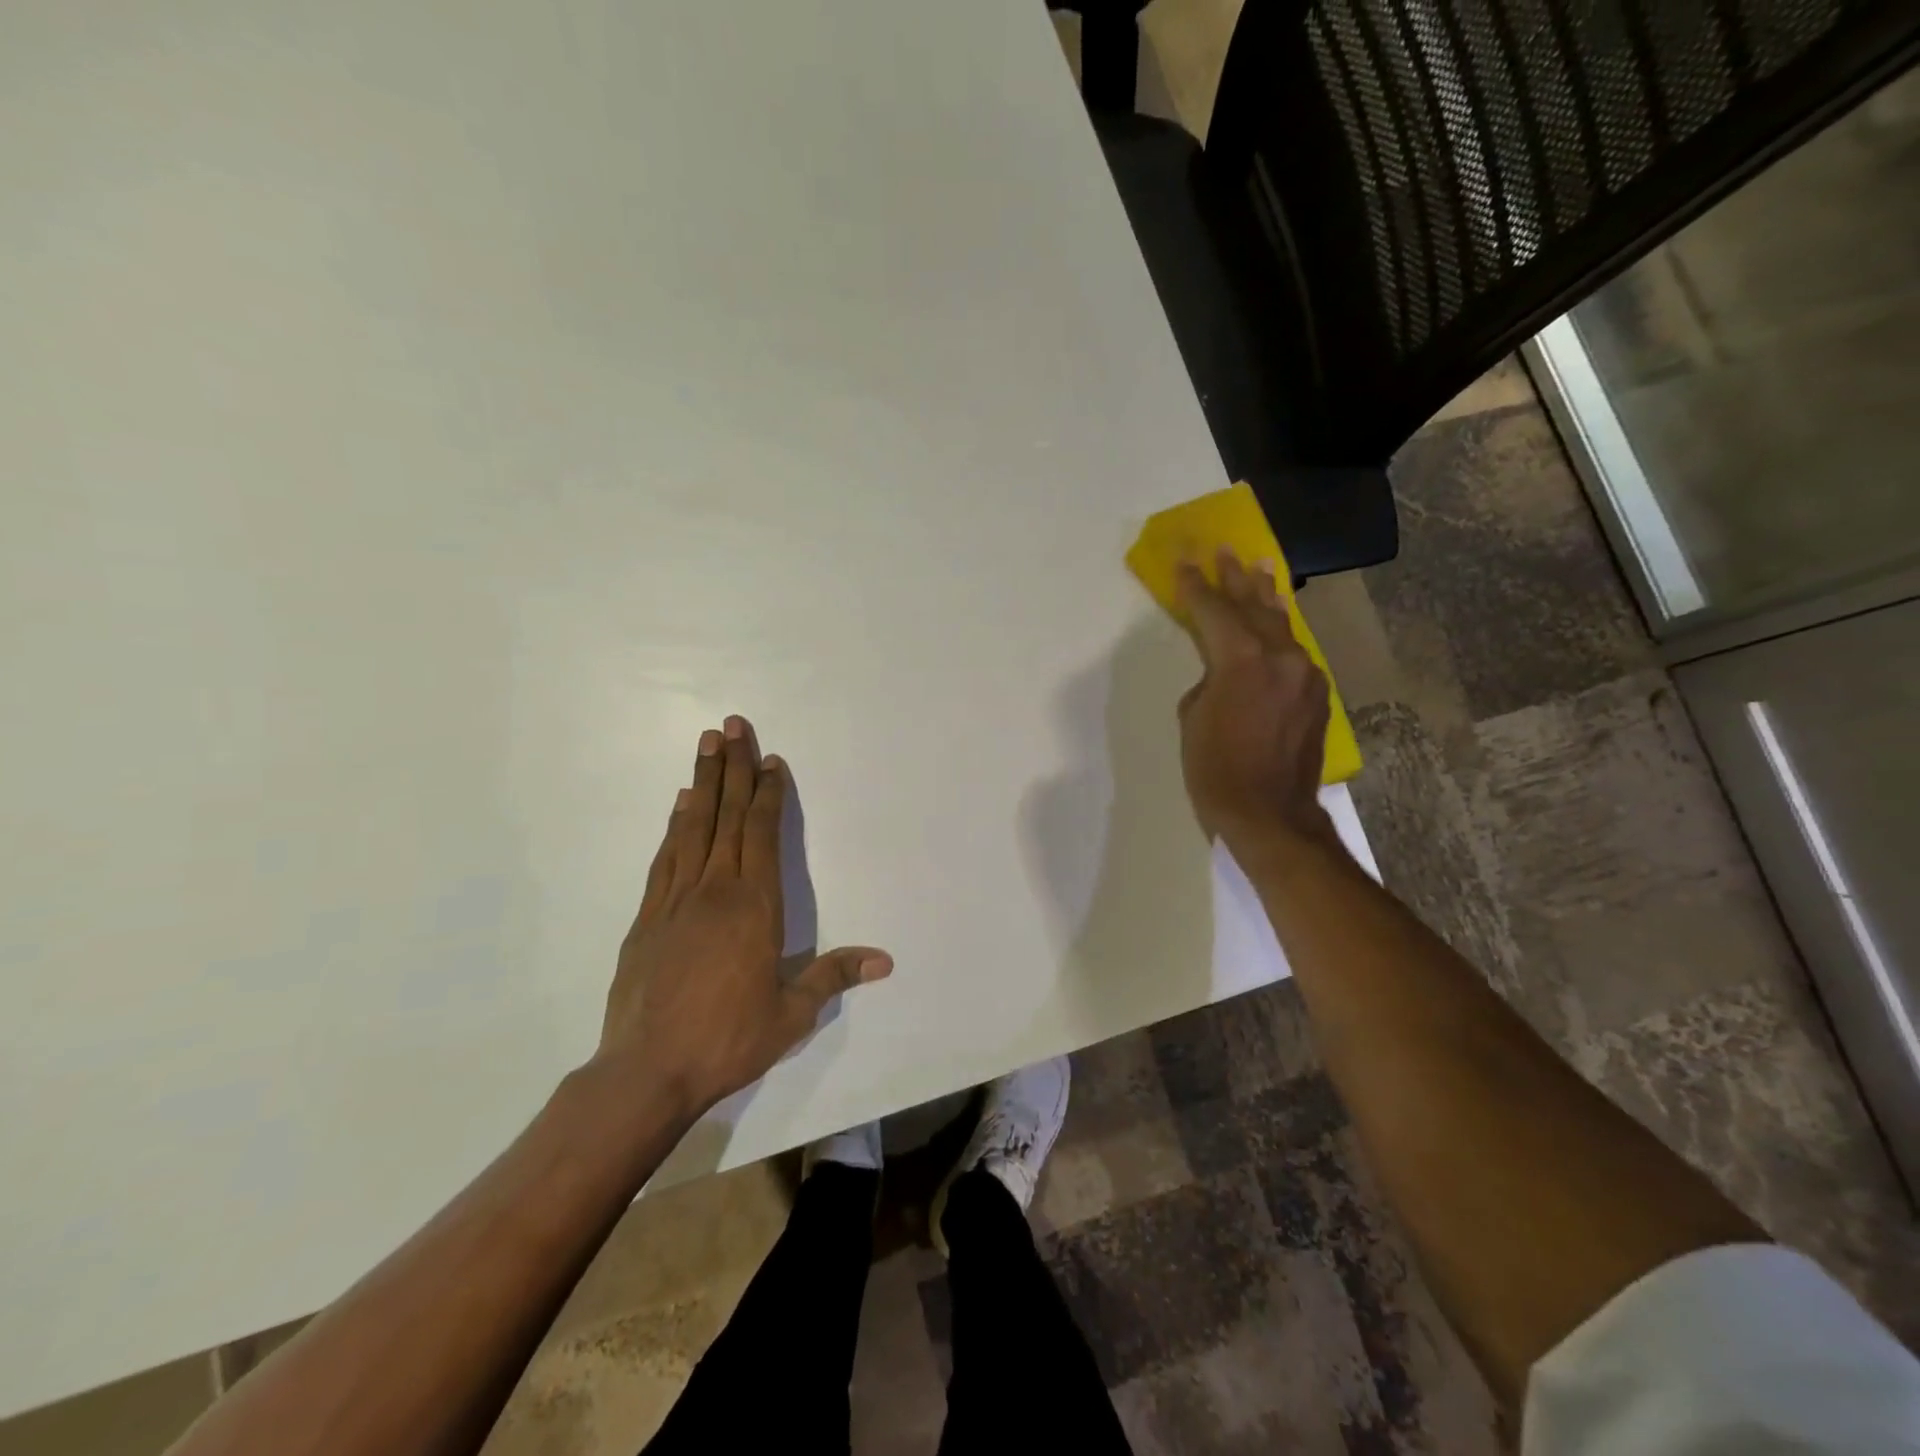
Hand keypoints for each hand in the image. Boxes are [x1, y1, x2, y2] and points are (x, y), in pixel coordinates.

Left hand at [594, 716, 891, 1120]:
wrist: (647, 1071)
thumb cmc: (727, 1040)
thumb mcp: (791, 1014)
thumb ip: (833, 977)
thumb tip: (885, 961)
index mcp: (755, 907)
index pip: (763, 835)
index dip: (768, 794)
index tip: (771, 760)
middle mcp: (716, 891)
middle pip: (727, 816)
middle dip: (733, 768)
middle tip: (732, 725)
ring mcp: (676, 900)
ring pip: (693, 827)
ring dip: (702, 782)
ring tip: (706, 745)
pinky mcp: (647, 917)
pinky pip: (666, 858)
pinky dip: (675, 825)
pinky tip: (680, 804)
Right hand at [1176, 551, 1335, 849]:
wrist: (1270, 814)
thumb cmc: (1216, 770)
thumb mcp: (1193, 720)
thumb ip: (1209, 682)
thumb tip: (1223, 673)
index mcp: (1240, 660)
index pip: (1212, 611)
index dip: (1194, 586)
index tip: (1184, 561)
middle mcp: (1279, 656)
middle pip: (1252, 606)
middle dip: (1234, 578)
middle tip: (1224, 549)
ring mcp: (1304, 673)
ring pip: (1281, 624)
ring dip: (1265, 595)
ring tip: (1259, 567)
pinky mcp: (1317, 693)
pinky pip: (1294, 650)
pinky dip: (1280, 631)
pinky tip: (1275, 620)